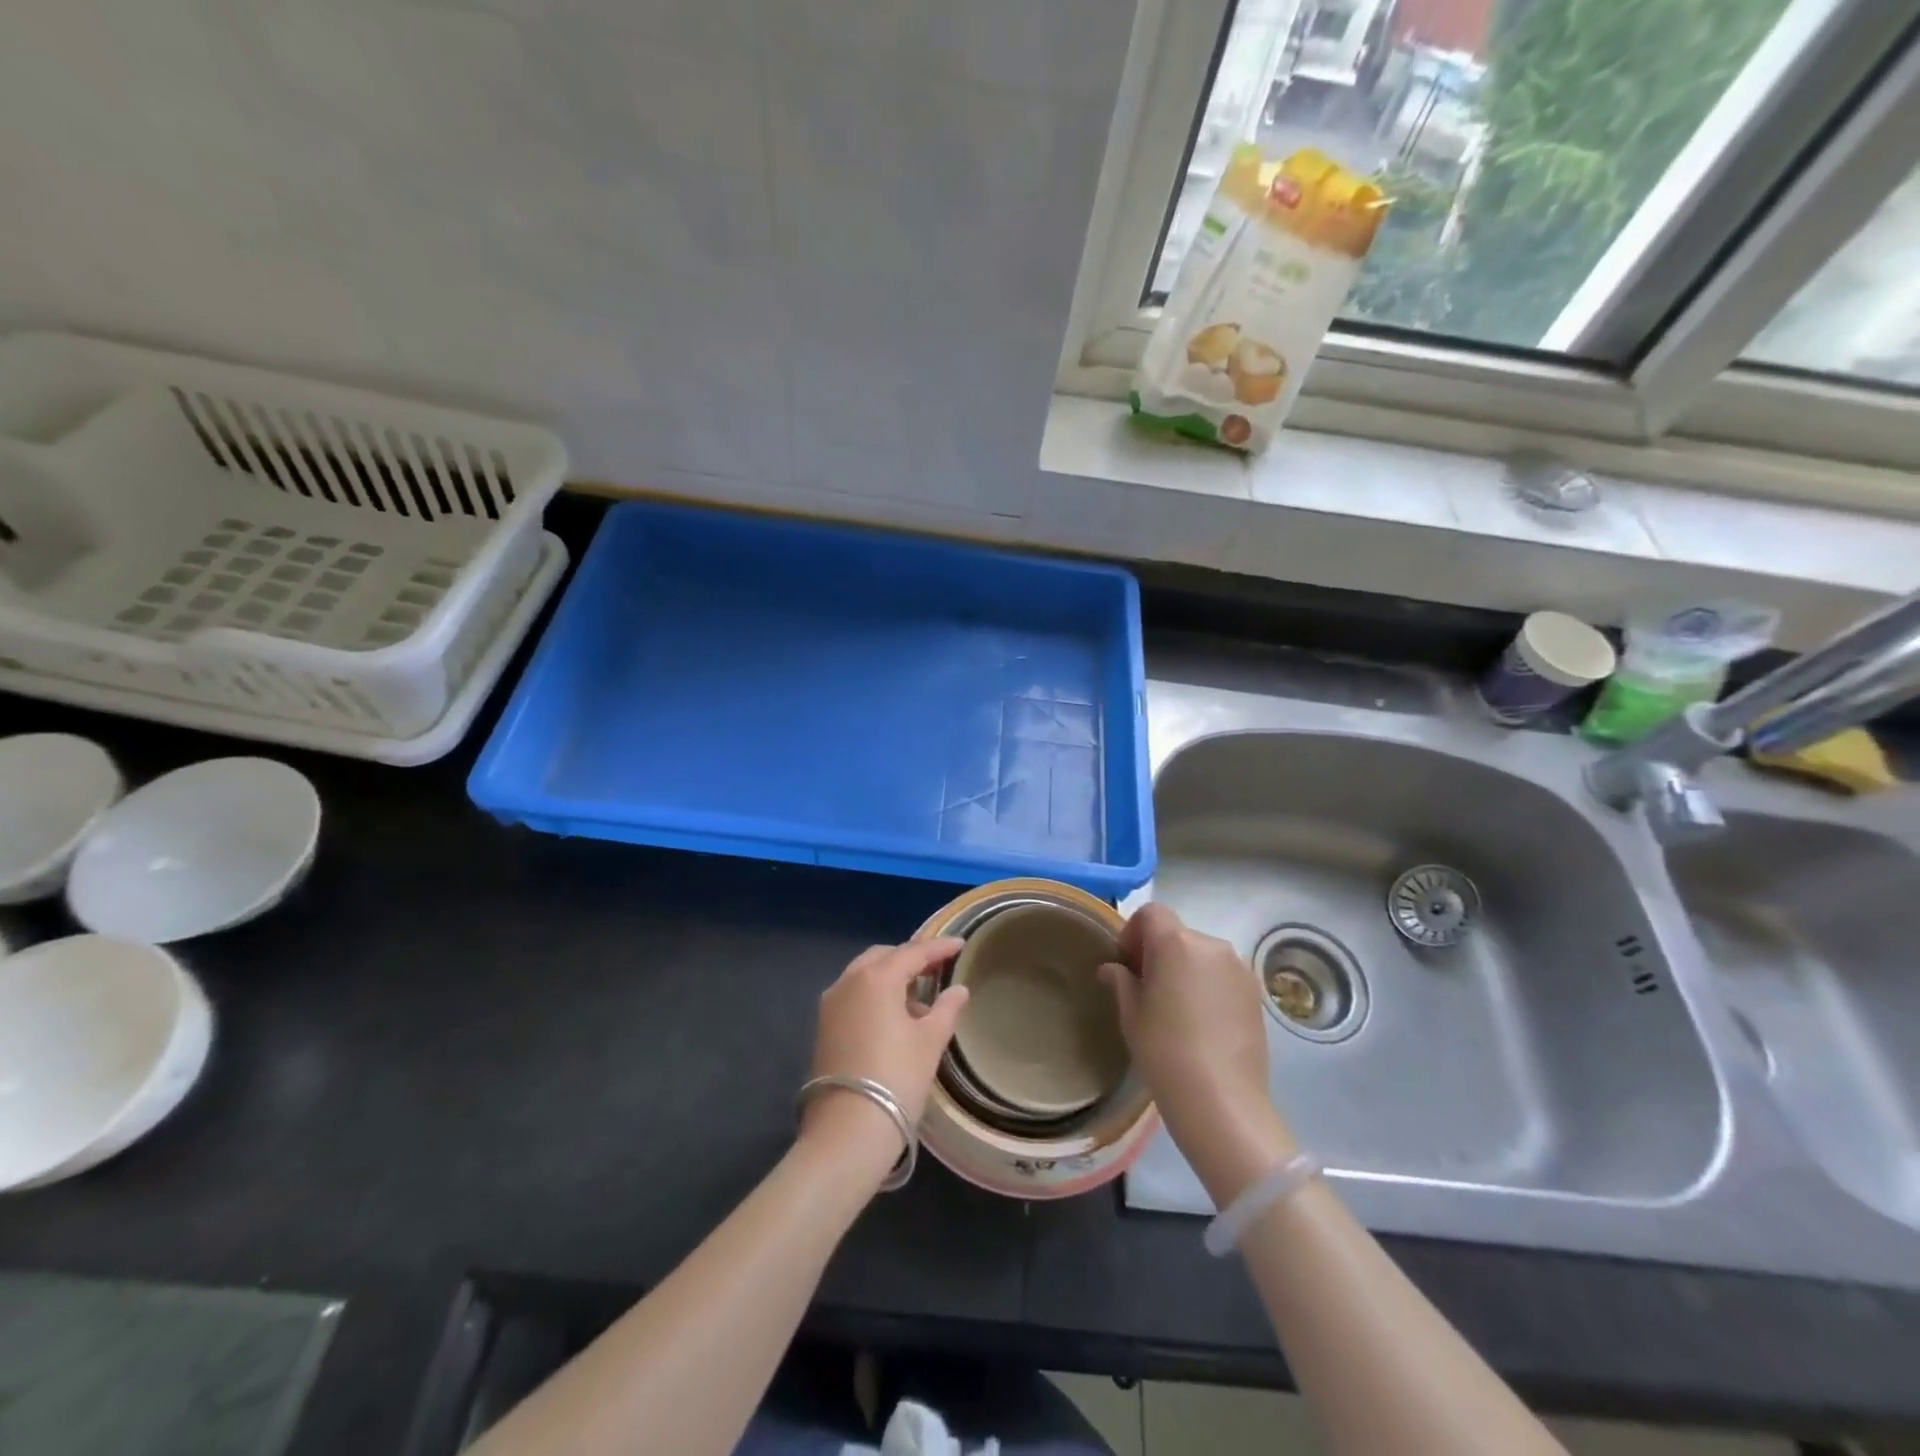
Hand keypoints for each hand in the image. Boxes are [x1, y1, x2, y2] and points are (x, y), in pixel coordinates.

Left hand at [802, 939, 968, 1178]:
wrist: (848, 1130)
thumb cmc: (897, 1078)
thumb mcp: (930, 1042)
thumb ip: (946, 1009)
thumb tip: (958, 990)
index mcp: (877, 977)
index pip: (913, 952)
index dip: (939, 947)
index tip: (960, 944)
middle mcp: (849, 981)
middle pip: (884, 957)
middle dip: (910, 958)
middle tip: (937, 968)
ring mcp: (831, 1003)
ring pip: (864, 975)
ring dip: (890, 977)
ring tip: (919, 999)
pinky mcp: (823, 1026)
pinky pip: (853, 995)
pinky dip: (874, 995)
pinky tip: (893, 1018)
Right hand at [1101, 904, 1295, 1204]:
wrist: (1221, 1101)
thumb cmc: (1164, 1052)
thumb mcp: (1131, 1015)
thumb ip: (1122, 982)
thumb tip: (1113, 969)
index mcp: (1175, 943)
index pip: (1151, 913)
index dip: (1134, 932)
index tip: (1128, 964)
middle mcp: (1211, 945)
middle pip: (1178, 934)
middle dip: (1160, 953)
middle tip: (1148, 990)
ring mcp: (1239, 969)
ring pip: (1202, 955)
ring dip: (1186, 970)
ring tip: (1178, 1010)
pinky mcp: (1256, 993)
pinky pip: (1223, 976)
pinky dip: (1209, 986)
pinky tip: (1203, 1023)